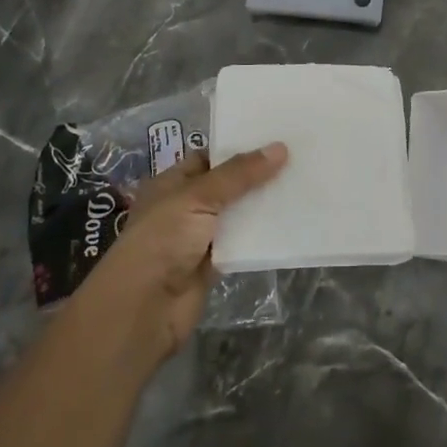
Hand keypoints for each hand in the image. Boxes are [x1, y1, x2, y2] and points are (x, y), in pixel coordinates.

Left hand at [67, 143, 287, 370]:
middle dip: (257, 175)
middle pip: (227, 185)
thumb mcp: (198, 197)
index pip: (207, 157)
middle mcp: (184, 207)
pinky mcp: (214, 264)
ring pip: (237, 214)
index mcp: (171, 183)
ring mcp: (199, 237)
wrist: (144, 309)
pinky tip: (291, 221)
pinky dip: (262, 235)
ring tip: (302, 184)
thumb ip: (239, 174)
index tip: (274, 137)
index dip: (237, 147)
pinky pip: (242, 243)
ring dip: (263, 204)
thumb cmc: (162, 240)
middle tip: (298, 157)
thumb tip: (280, 148)